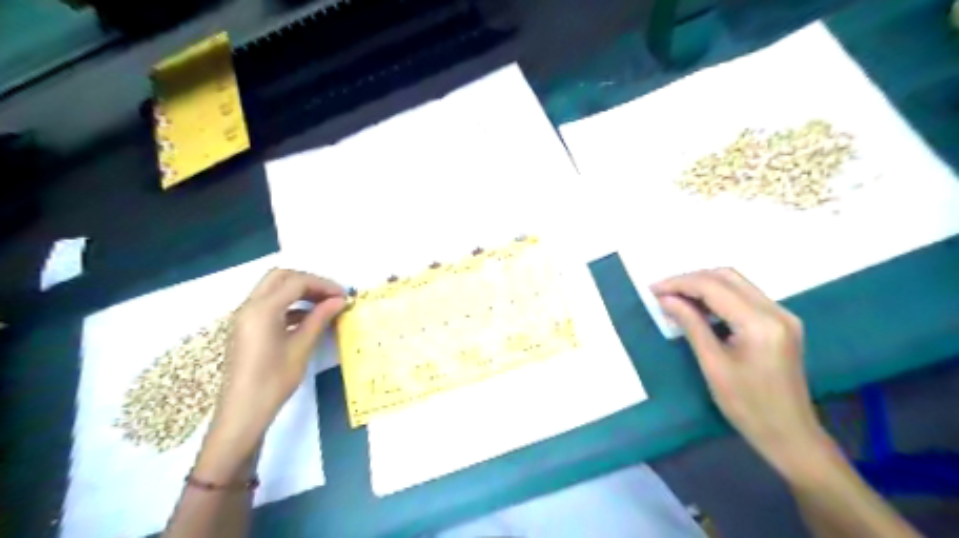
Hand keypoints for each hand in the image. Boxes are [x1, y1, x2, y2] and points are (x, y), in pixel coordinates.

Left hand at [193, 269, 344, 479]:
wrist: (243, 412)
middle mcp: (249, 306)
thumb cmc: (274, 381)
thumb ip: (319, 318)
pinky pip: (269, 304)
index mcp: (262, 310)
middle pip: (281, 277)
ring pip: (273, 288)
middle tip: (331, 296)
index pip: (296, 282)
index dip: (323, 285)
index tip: (343, 296)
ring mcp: (245, 317)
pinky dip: (289, 303)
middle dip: (309, 282)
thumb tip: (339, 300)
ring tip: (324, 305)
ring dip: (299, 291)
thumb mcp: (301, 347)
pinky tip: (308, 318)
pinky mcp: (246, 327)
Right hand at [652, 269, 832, 477]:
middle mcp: (775, 311)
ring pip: (736, 283)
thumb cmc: (747, 406)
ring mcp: (782, 315)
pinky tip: (699, 308)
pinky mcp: (780, 323)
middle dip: (691, 279)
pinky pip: (744, 296)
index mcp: (760, 323)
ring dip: (704, 285)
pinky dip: (718, 296)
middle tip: (662, 292)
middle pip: (727, 276)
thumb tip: (665, 299)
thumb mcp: (712, 365)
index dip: (679, 283)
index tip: (653, 290)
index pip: (713, 287)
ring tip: (675, 298)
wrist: (790, 435)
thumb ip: (690, 325)